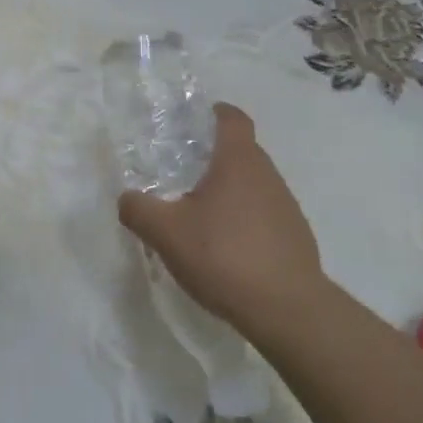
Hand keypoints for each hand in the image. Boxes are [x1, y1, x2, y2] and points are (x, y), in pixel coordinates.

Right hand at [117, 103, 326, 343]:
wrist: (287, 309)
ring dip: (230, 192)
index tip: (195, 121)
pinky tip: (227, 249)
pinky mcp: (295, 236)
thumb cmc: (224, 255)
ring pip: (253, 184)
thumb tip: (127, 198)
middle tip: (183, 174)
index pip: (232, 118)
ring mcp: (286, 206)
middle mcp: (268, 174)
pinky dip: (245, 220)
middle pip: (242, 151)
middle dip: (214, 158)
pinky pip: (264, 214)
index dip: (215, 113)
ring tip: (201, 217)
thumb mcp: (166, 233)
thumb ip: (139, 210)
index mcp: (238, 161)